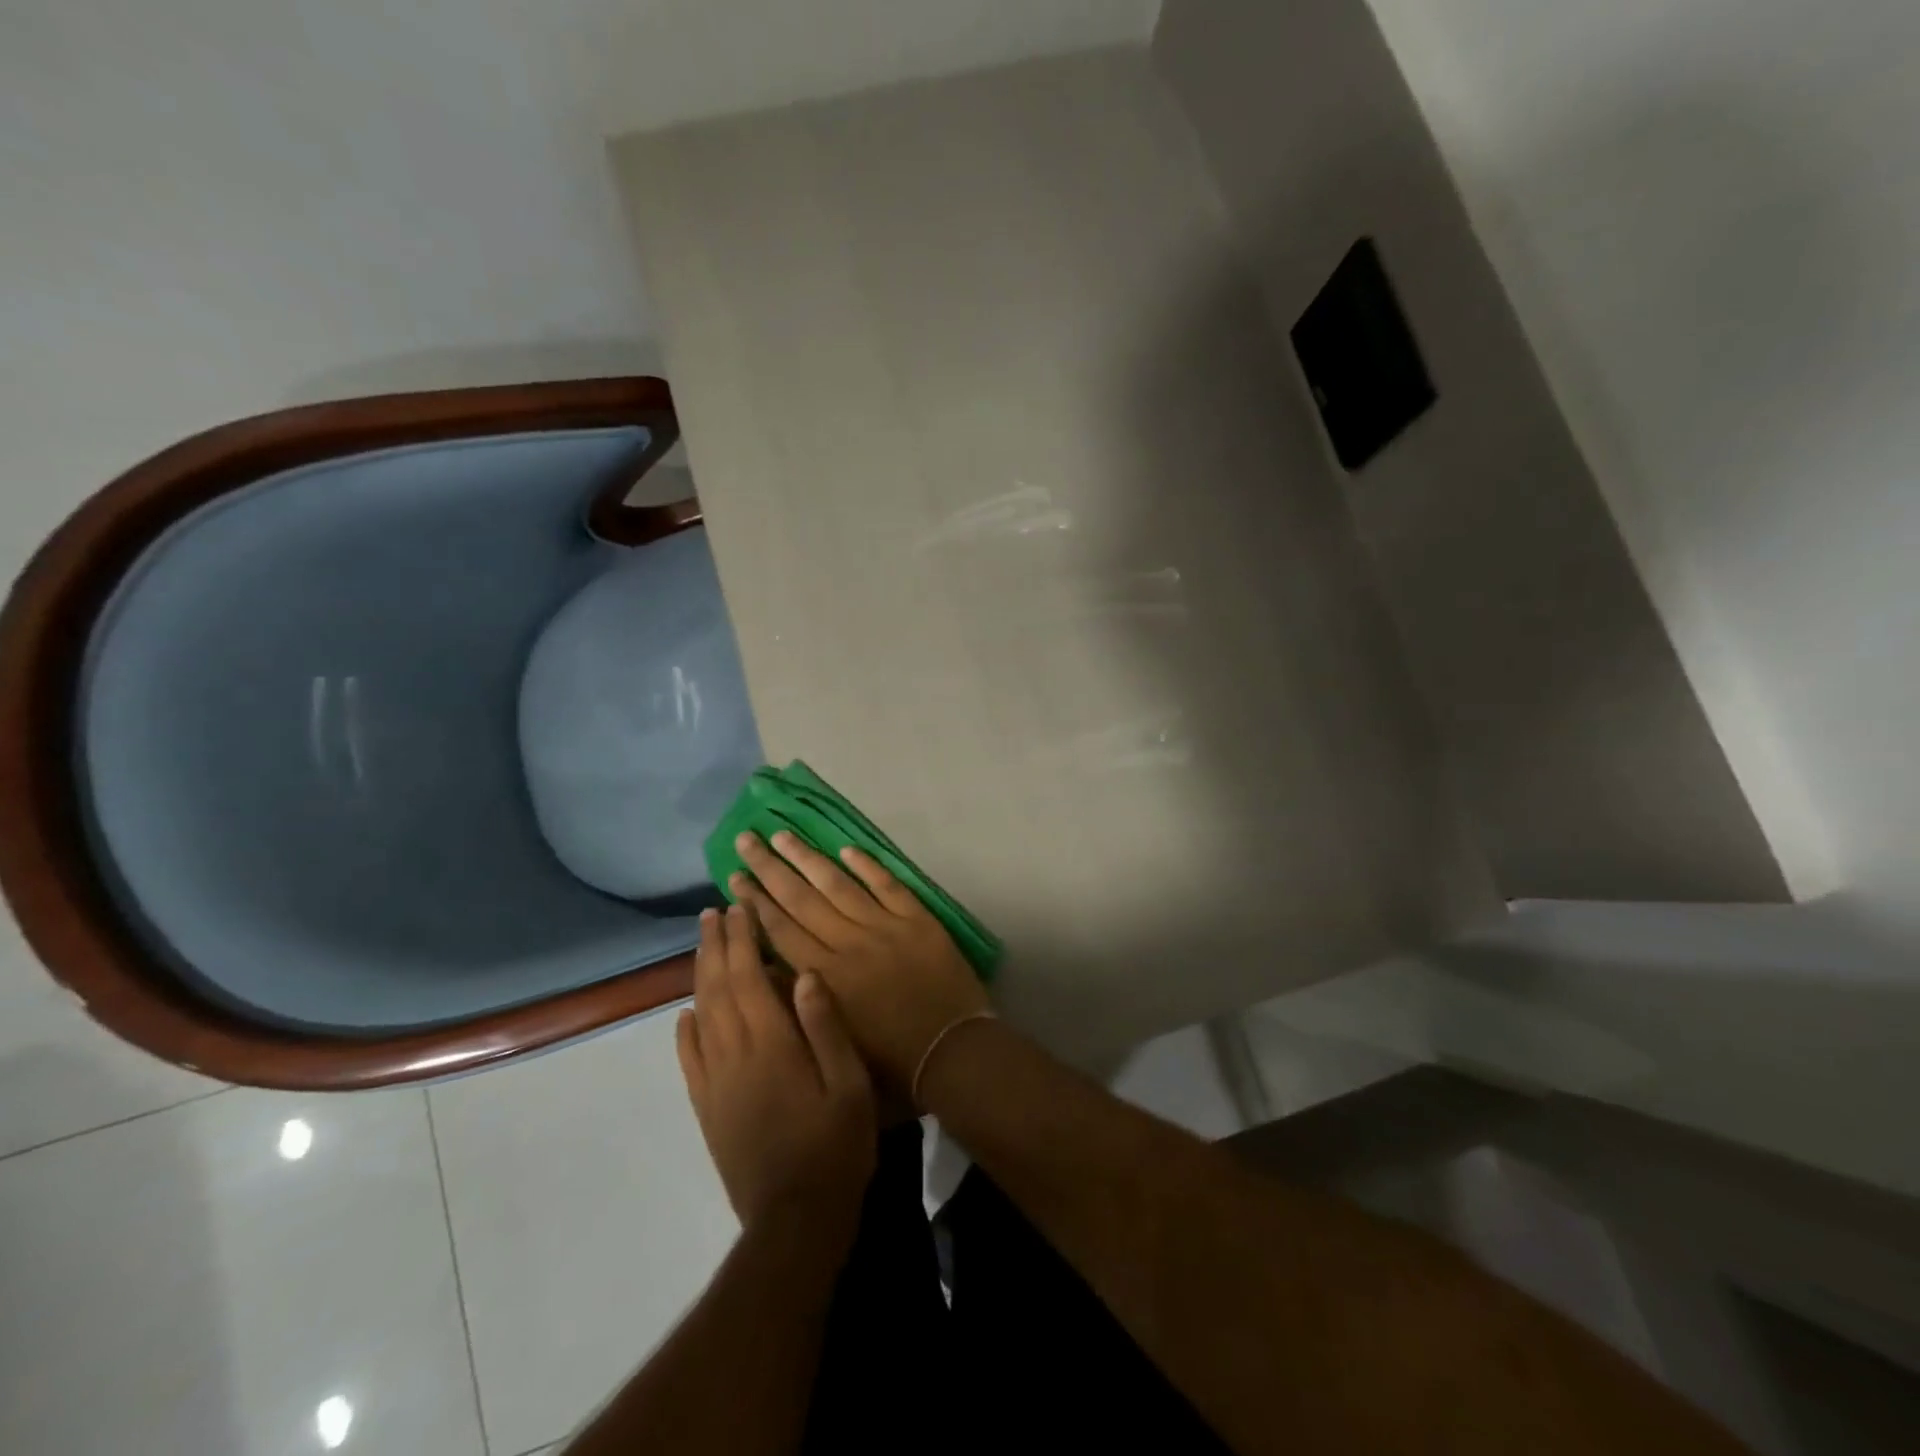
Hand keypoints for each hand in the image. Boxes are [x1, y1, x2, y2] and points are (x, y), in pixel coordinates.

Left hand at [677, 905, 875, 1239]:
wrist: (794, 1221)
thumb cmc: (835, 1147)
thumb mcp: (850, 1085)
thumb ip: (825, 1027)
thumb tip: (804, 974)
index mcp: (772, 1043)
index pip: (749, 976)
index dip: (742, 939)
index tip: (739, 908)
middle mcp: (735, 1054)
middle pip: (718, 988)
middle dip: (715, 946)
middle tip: (713, 913)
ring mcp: (715, 1083)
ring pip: (700, 1016)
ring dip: (700, 976)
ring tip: (701, 946)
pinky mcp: (708, 1109)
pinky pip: (689, 1060)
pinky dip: (684, 1031)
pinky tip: (685, 1015)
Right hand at [729, 831, 991, 1091]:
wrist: (954, 1053)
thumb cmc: (892, 1064)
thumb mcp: (832, 1045)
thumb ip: (799, 1006)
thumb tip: (767, 969)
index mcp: (826, 977)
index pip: (781, 930)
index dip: (755, 903)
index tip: (735, 877)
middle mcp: (849, 944)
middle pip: (801, 899)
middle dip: (770, 868)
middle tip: (747, 839)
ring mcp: (885, 927)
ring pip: (838, 884)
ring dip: (808, 858)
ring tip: (782, 834)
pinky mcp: (918, 920)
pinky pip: (887, 885)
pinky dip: (867, 865)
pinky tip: (845, 848)